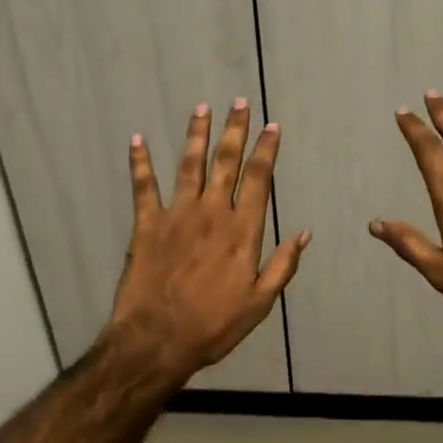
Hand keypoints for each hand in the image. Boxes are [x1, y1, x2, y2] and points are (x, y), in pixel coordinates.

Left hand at [100, 99, 308, 382]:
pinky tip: (138, 140)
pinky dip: (140, 163)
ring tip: (201, 108)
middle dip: (235, 130)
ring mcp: (177, 215)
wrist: (158, 339)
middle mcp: (212, 212)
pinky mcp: (147, 224)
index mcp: (242, 230)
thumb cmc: (214, 324)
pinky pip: (143, 187)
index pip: (259, 179)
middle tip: (239, 102)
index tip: (272, 127)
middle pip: (226, 162)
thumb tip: (304, 233)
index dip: (266, 150)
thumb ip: (283, 265)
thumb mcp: (260, 302)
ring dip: (196, 135)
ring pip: (189, 165)